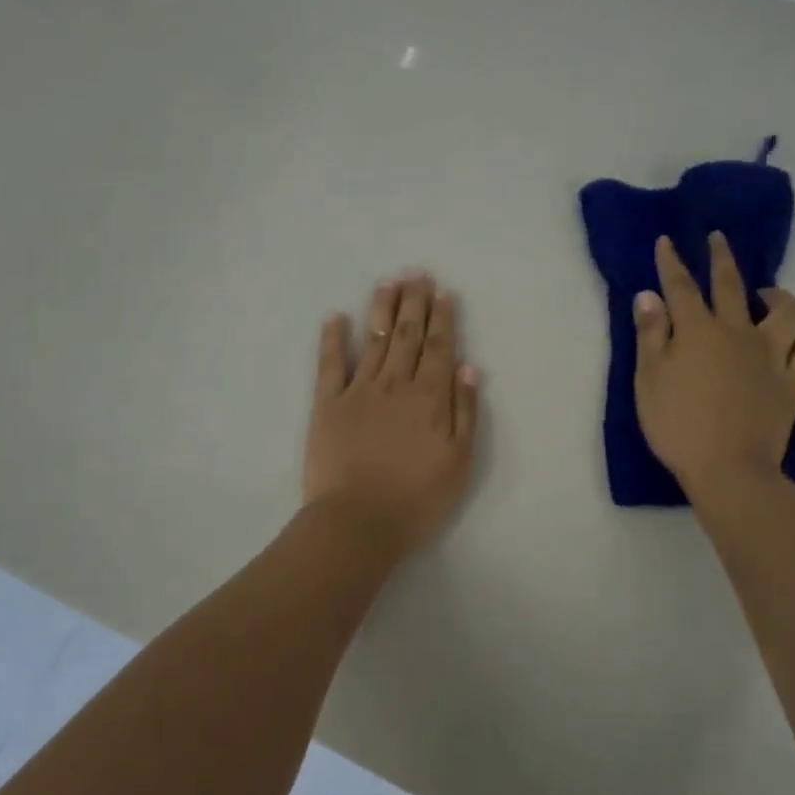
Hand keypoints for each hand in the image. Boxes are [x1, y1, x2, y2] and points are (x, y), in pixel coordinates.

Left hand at [304, 273, 479, 557]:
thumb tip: (467, 368)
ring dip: (382, 310)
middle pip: (408, 336)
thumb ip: (465, 413)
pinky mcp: (327, 405)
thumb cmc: (417, 499)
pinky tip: (335, 317)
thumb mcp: (459, 463)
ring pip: (374, 341)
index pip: (439, 348)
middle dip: (414, 302)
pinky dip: (332, 339)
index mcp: (430, 398)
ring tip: (388, 282)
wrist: (357, 522)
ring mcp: (358, 391)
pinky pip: (330, 364)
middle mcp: (396, 385)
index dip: (443, 318)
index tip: (443, 292)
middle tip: (416, 273)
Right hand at [633, 234, 794, 490]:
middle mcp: (738, 333)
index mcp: (698, 331)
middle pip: (732, 286)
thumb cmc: (678, 425)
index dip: (672, 262)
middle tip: (719, 238)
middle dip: (722, 259)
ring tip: (767, 293)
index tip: (668, 241)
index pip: (682, 286)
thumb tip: (649, 295)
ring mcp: (771, 357)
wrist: (729, 468)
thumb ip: (650, 334)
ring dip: (777, 296)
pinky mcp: (792, 383)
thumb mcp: (649, 379)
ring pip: (785, 313)